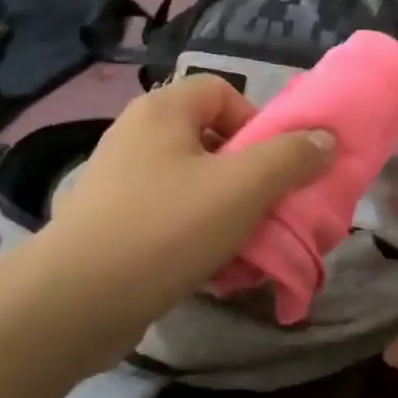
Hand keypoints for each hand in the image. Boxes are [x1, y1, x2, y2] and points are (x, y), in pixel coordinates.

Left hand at [24, 76, 335, 349]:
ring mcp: (119, 182)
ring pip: (194, 184)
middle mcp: (136, 137)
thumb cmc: (164, 229)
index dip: (256, 122)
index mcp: (161, 111)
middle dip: (247, 175)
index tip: (271, 165)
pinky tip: (211, 268)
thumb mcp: (242, 188)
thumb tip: (325, 138)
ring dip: (227, 210)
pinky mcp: (111, 225)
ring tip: (243, 244)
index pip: (223, 91)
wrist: (72, 306)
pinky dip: (196, 235)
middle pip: (211, 140)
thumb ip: (291, 157)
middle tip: (264, 207)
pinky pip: (170, 217)